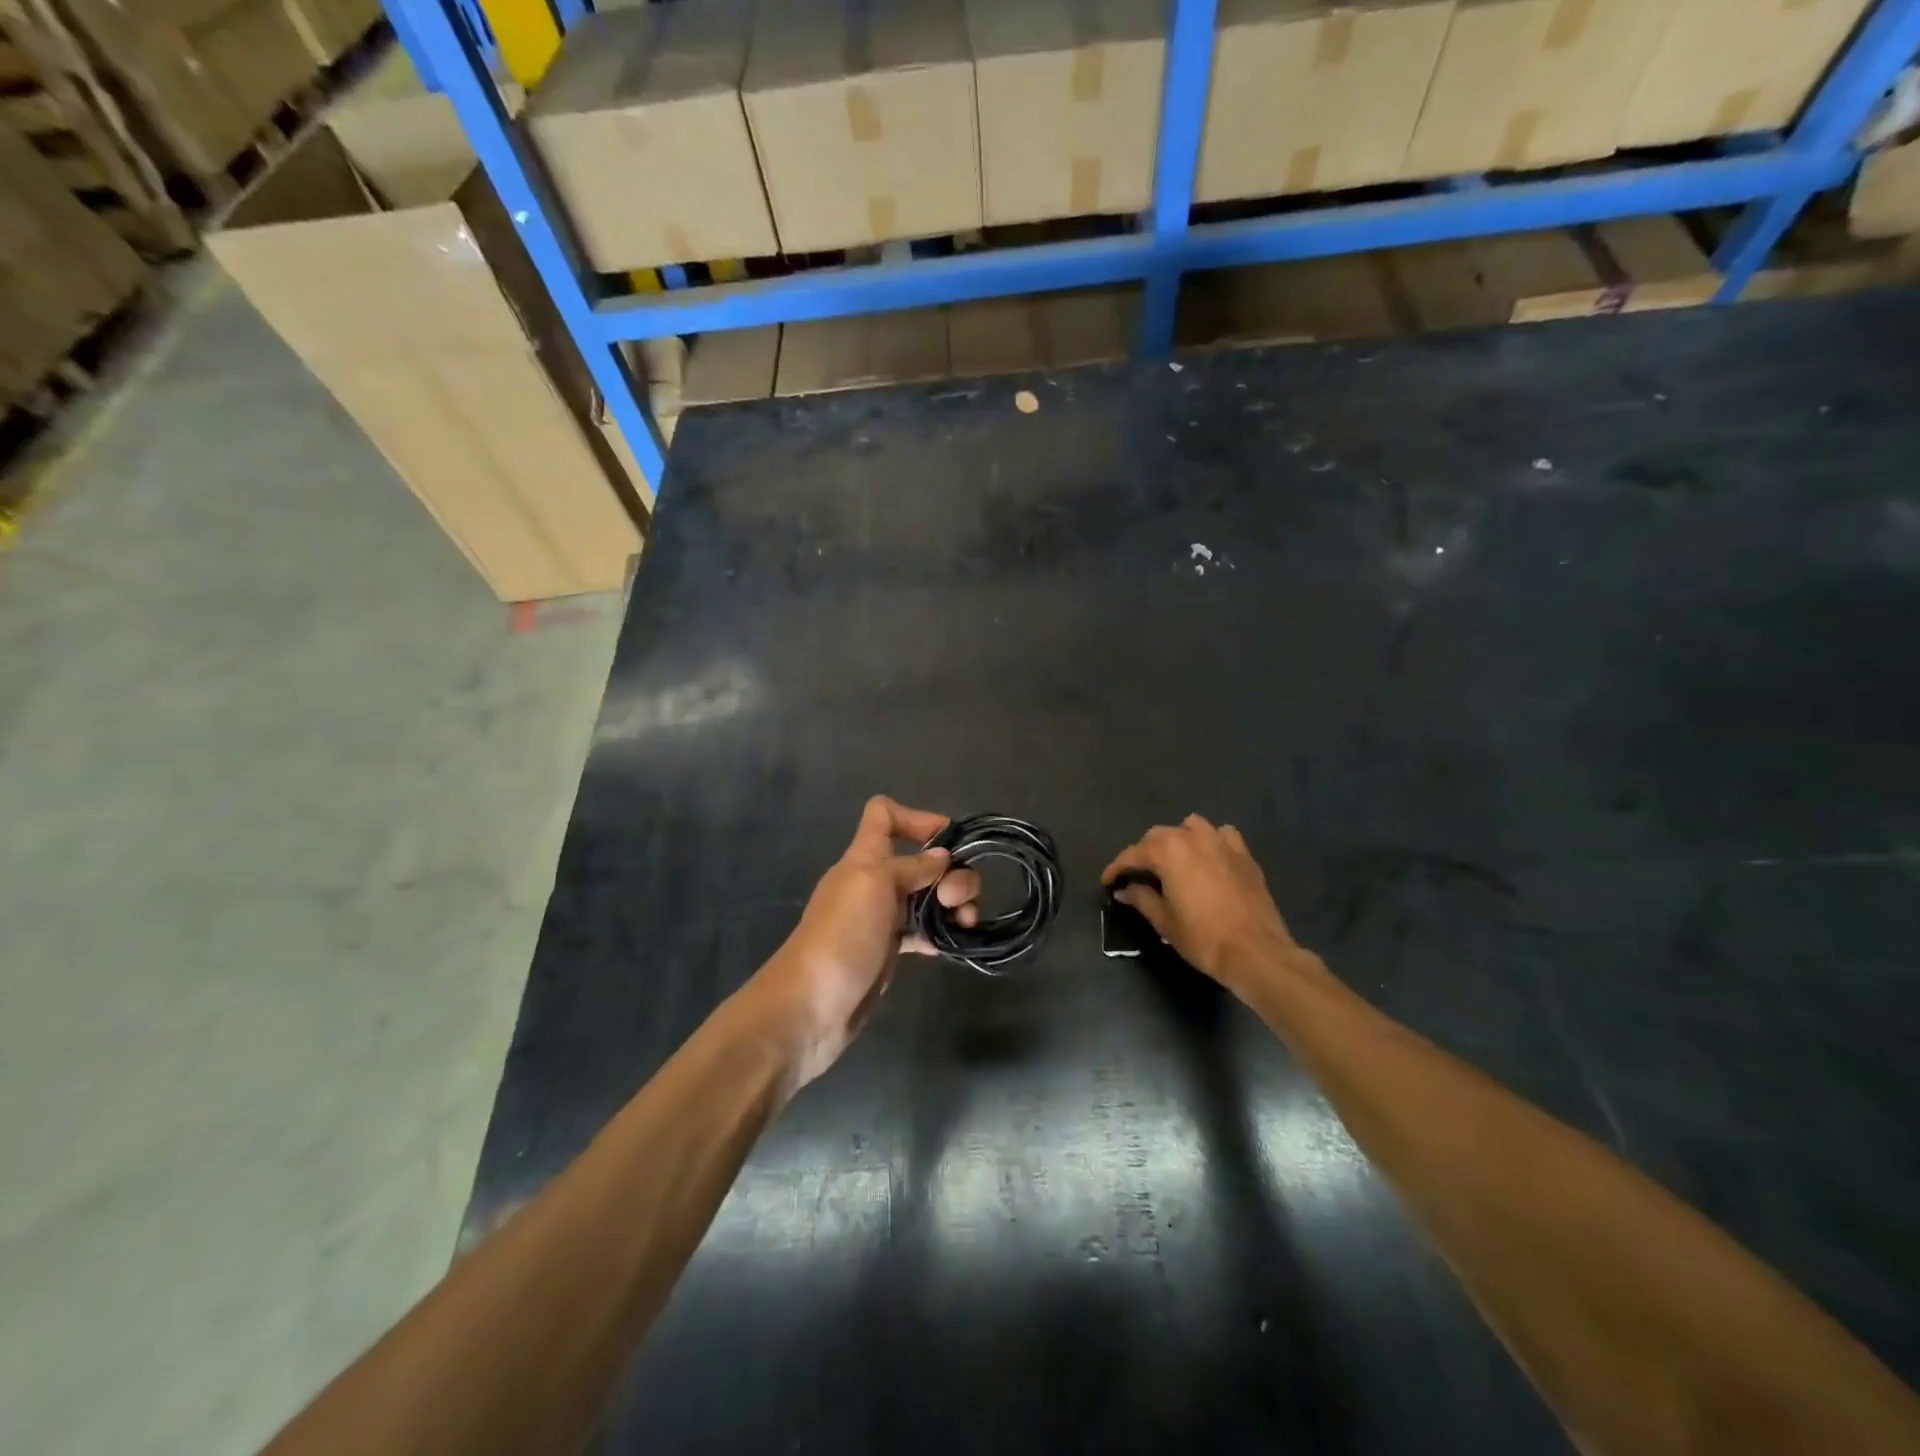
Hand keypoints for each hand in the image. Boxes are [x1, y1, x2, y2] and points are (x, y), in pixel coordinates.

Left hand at [747, 797, 980, 1089]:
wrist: (811, 1006)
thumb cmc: (842, 936)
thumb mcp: (875, 885)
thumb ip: (911, 866)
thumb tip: (942, 856)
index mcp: (864, 858)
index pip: (884, 815)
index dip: (917, 818)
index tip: (949, 840)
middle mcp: (874, 882)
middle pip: (921, 859)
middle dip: (951, 872)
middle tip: (955, 900)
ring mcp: (881, 918)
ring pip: (927, 896)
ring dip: (952, 904)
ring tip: (965, 924)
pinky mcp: (888, 950)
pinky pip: (921, 931)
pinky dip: (939, 933)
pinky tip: (950, 945)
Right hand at [1102, 815, 1301, 986]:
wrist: (1255, 952)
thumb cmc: (1202, 937)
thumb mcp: (1164, 921)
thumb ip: (1141, 898)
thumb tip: (1125, 890)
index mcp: (1168, 852)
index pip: (1133, 854)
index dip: (1116, 868)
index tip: (1108, 881)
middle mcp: (1193, 837)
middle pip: (1159, 835)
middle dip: (1145, 852)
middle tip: (1139, 875)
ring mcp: (1221, 842)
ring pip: (1191, 826)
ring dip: (1178, 838)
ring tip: (1174, 859)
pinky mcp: (1244, 854)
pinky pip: (1222, 835)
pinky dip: (1211, 841)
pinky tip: (1210, 857)